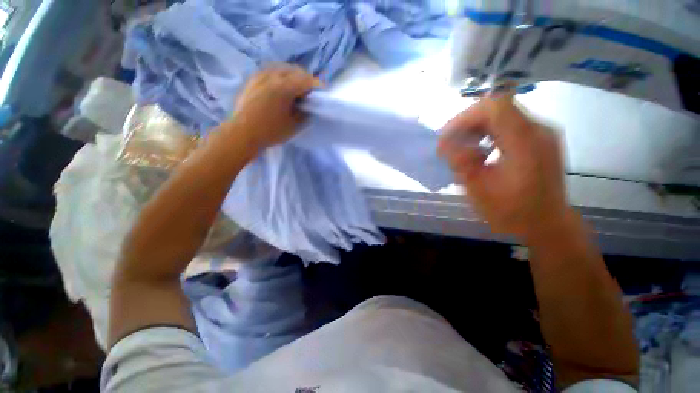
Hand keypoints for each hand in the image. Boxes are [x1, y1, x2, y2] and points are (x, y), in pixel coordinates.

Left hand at [230, 65, 320, 151]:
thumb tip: (307, 107)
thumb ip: (304, 113)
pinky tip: (281, 85)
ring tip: (296, 86)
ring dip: (293, 74)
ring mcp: (260, 75)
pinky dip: (280, 75)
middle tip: (310, 90)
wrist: (242, 133)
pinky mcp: (253, 79)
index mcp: (284, 87)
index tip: (323, 90)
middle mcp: (272, 76)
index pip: (306, 80)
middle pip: (295, 70)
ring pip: (282, 67)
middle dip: (306, 78)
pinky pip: (270, 70)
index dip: (317, 85)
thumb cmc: (270, 131)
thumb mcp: (293, 126)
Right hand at [438, 95, 569, 238]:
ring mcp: (541, 133)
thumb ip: (462, 163)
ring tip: (462, 148)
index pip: (494, 107)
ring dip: (476, 128)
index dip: (465, 117)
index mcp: (525, 143)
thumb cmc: (512, 212)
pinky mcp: (539, 139)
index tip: (446, 137)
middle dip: (467, 123)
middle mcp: (538, 130)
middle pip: (497, 107)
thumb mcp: (479, 191)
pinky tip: (480, 150)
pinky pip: (509, 124)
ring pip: (502, 114)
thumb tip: (444, 144)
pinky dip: (488, 133)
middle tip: (450, 144)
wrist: (547, 225)